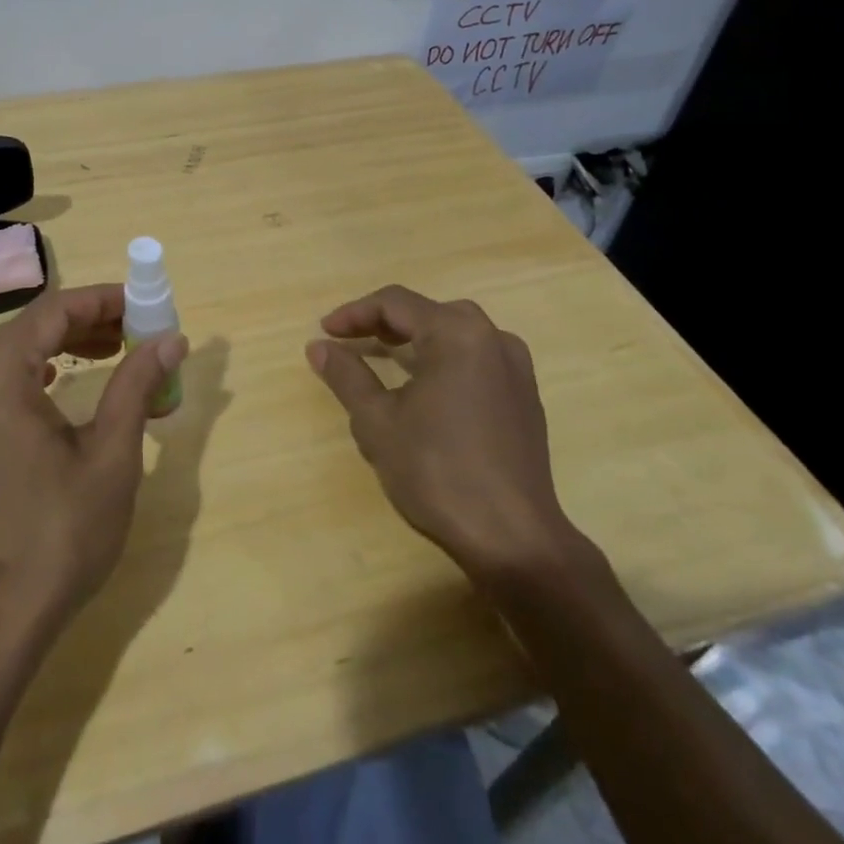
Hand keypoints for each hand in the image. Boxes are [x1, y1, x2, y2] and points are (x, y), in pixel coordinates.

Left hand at [0, 284, 188, 650]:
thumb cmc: (54, 537)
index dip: (105, 299)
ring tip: (115, 352)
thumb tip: (173, 338)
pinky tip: (64, 383)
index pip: (55, 309)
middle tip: (139, 332)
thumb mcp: (110, 455)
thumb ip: (137, 384)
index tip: (147, 304)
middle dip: (89, 322)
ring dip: (65, 346)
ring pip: (14, 353)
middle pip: (32, 327)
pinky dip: (37, 373)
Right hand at [307, 285, 585, 586]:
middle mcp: (492, 338)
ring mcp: (516, 368)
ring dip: (414, 340)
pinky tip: (425, 388)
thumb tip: (318, 346)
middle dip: (383, 323)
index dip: (353, 313)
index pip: (395, 303)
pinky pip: (476, 359)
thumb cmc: (438, 471)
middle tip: (350, 342)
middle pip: (427, 312)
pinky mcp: (525, 397)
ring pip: (454, 334)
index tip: (324, 332)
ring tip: (382, 359)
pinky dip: (443, 360)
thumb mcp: (377, 421)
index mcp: (457, 333)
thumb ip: (346, 375)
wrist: (513, 540)